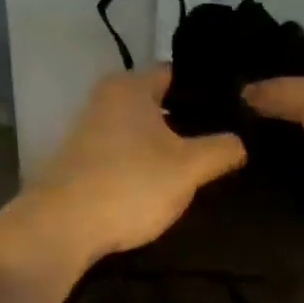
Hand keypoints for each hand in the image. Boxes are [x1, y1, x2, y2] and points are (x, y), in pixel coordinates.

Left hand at [28, 65, 246, 262]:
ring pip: (142, 131)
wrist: (62, 228)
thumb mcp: (189, 168)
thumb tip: (241, 143)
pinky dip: (144, 164)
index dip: (209, 91)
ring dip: (166, 146)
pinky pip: (124, 154)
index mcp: (130, 86)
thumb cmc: (130, 185)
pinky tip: (163, 185)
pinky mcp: (81, 162)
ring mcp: (88, 131)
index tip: (236, 110)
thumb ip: (222, 149)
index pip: (178, 74)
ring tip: (201, 165)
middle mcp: (105, 99)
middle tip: (225, 141)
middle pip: (160, 103)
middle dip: (190, 121)